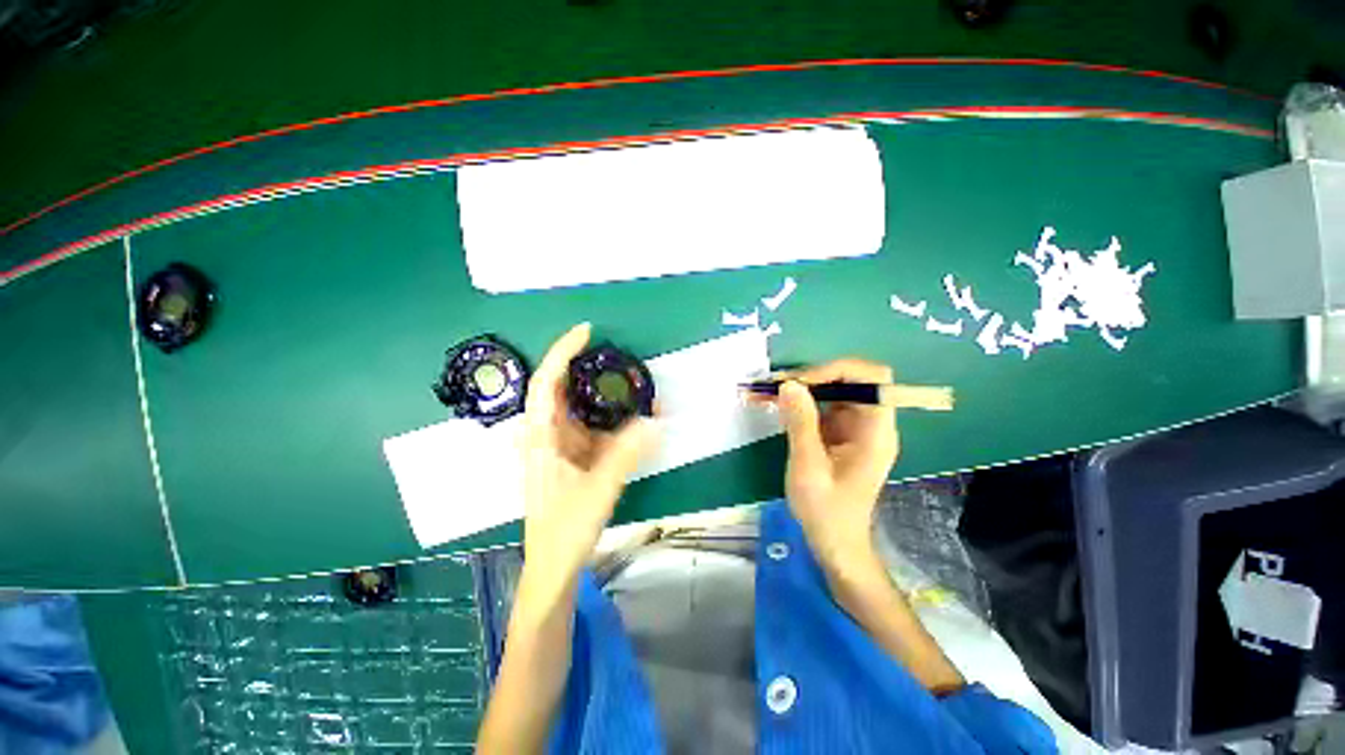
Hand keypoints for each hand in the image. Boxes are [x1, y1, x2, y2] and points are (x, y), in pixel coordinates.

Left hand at [519, 323, 659, 584]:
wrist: (554, 564)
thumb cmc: (565, 528)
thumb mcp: (599, 488)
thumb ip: (626, 452)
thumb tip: (655, 420)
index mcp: (540, 436)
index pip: (547, 381)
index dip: (563, 352)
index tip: (587, 331)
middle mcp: (546, 433)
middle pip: (564, 388)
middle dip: (588, 368)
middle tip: (618, 356)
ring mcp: (559, 444)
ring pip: (581, 407)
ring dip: (606, 396)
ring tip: (633, 386)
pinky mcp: (572, 455)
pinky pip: (592, 426)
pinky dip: (612, 419)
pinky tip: (633, 418)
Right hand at [768, 359, 899, 562]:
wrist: (834, 542)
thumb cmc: (826, 510)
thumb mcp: (808, 467)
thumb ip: (800, 423)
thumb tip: (790, 384)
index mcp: (875, 432)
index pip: (872, 378)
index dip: (838, 370)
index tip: (802, 383)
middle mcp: (870, 423)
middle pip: (850, 380)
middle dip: (813, 376)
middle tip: (776, 386)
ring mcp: (854, 427)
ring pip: (833, 390)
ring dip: (801, 388)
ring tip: (766, 392)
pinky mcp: (839, 433)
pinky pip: (821, 406)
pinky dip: (799, 402)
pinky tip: (774, 406)